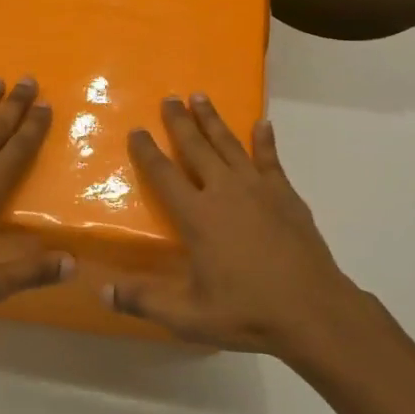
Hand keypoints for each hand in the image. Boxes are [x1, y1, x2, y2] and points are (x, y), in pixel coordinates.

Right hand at [107, 94, 358, 357]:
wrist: (312, 309)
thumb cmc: (247, 312)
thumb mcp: (189, 317)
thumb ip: (144, 301)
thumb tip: (101, 291)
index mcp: (197, 216)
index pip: (164, 175)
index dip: (147, 151)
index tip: (137, 130)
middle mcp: (224, 191)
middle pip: (196, 148)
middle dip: (180, 122)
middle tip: (169, 98)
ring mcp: (258, 188)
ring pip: (229, 144)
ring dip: (213, 120)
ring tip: (200, 97)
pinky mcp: (285, 194)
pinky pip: (270, 159)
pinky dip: (264, 140)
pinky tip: (262, 123)